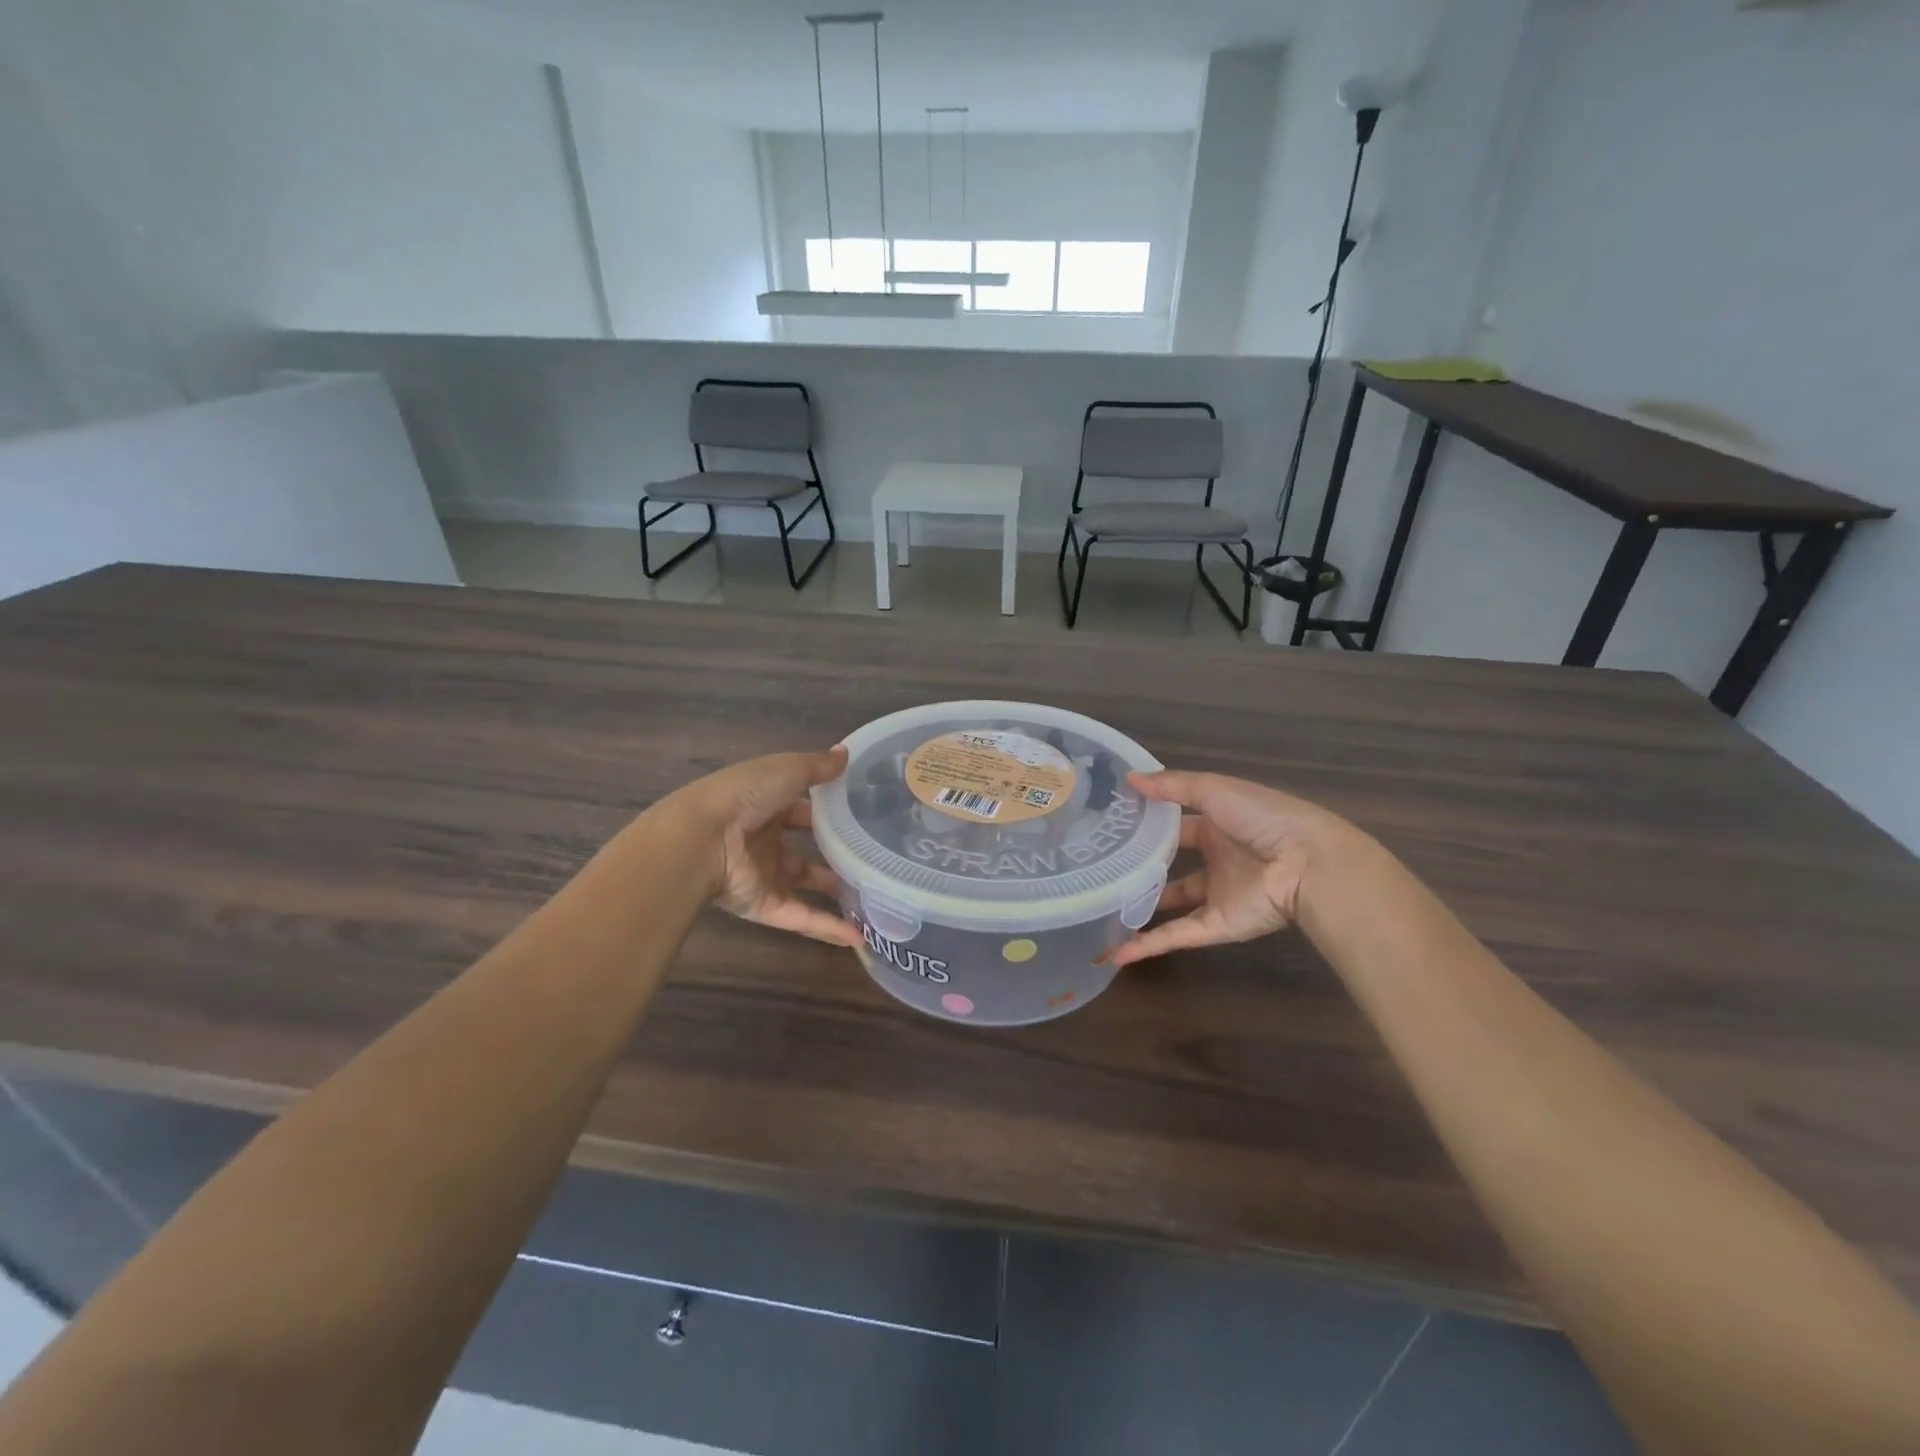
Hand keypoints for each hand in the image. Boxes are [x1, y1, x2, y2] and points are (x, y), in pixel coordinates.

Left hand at [669, 748, 860, 948]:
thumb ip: (818, 767)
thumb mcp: (786, 770)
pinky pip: (801, 917)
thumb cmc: (744, 796)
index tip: (862, 815)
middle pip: (805, 848)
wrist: (701, 840)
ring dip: (835, 891)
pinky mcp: (764, 906)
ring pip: (805, 884)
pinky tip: (860, 937)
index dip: (829, 810)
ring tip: (873, 895)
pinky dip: (828, 928)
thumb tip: (846, 754)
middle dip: (834, 853)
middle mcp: (765, 839)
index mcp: (766, 803)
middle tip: (872, 857)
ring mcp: (764, 874)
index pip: (803, 808)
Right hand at [1113, 770, 1358, 966]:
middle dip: (1141, 863)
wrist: (1308, 865)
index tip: (1111, 823)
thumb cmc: (1262, 819)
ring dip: (1142, 905)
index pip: (1176, 823)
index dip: (1147, 821)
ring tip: (1103, 905)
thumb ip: (1172, 786)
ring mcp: (1216, 893)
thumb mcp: (1215, 791)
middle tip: (1101, 864)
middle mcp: (1216, 857)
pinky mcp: (1218, 925)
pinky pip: (1178, 934)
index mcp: (1218, 823)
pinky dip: (1150, 945)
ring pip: (1172, 900)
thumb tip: (1130, 779)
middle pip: (1171, 862)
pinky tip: (1119, 953)